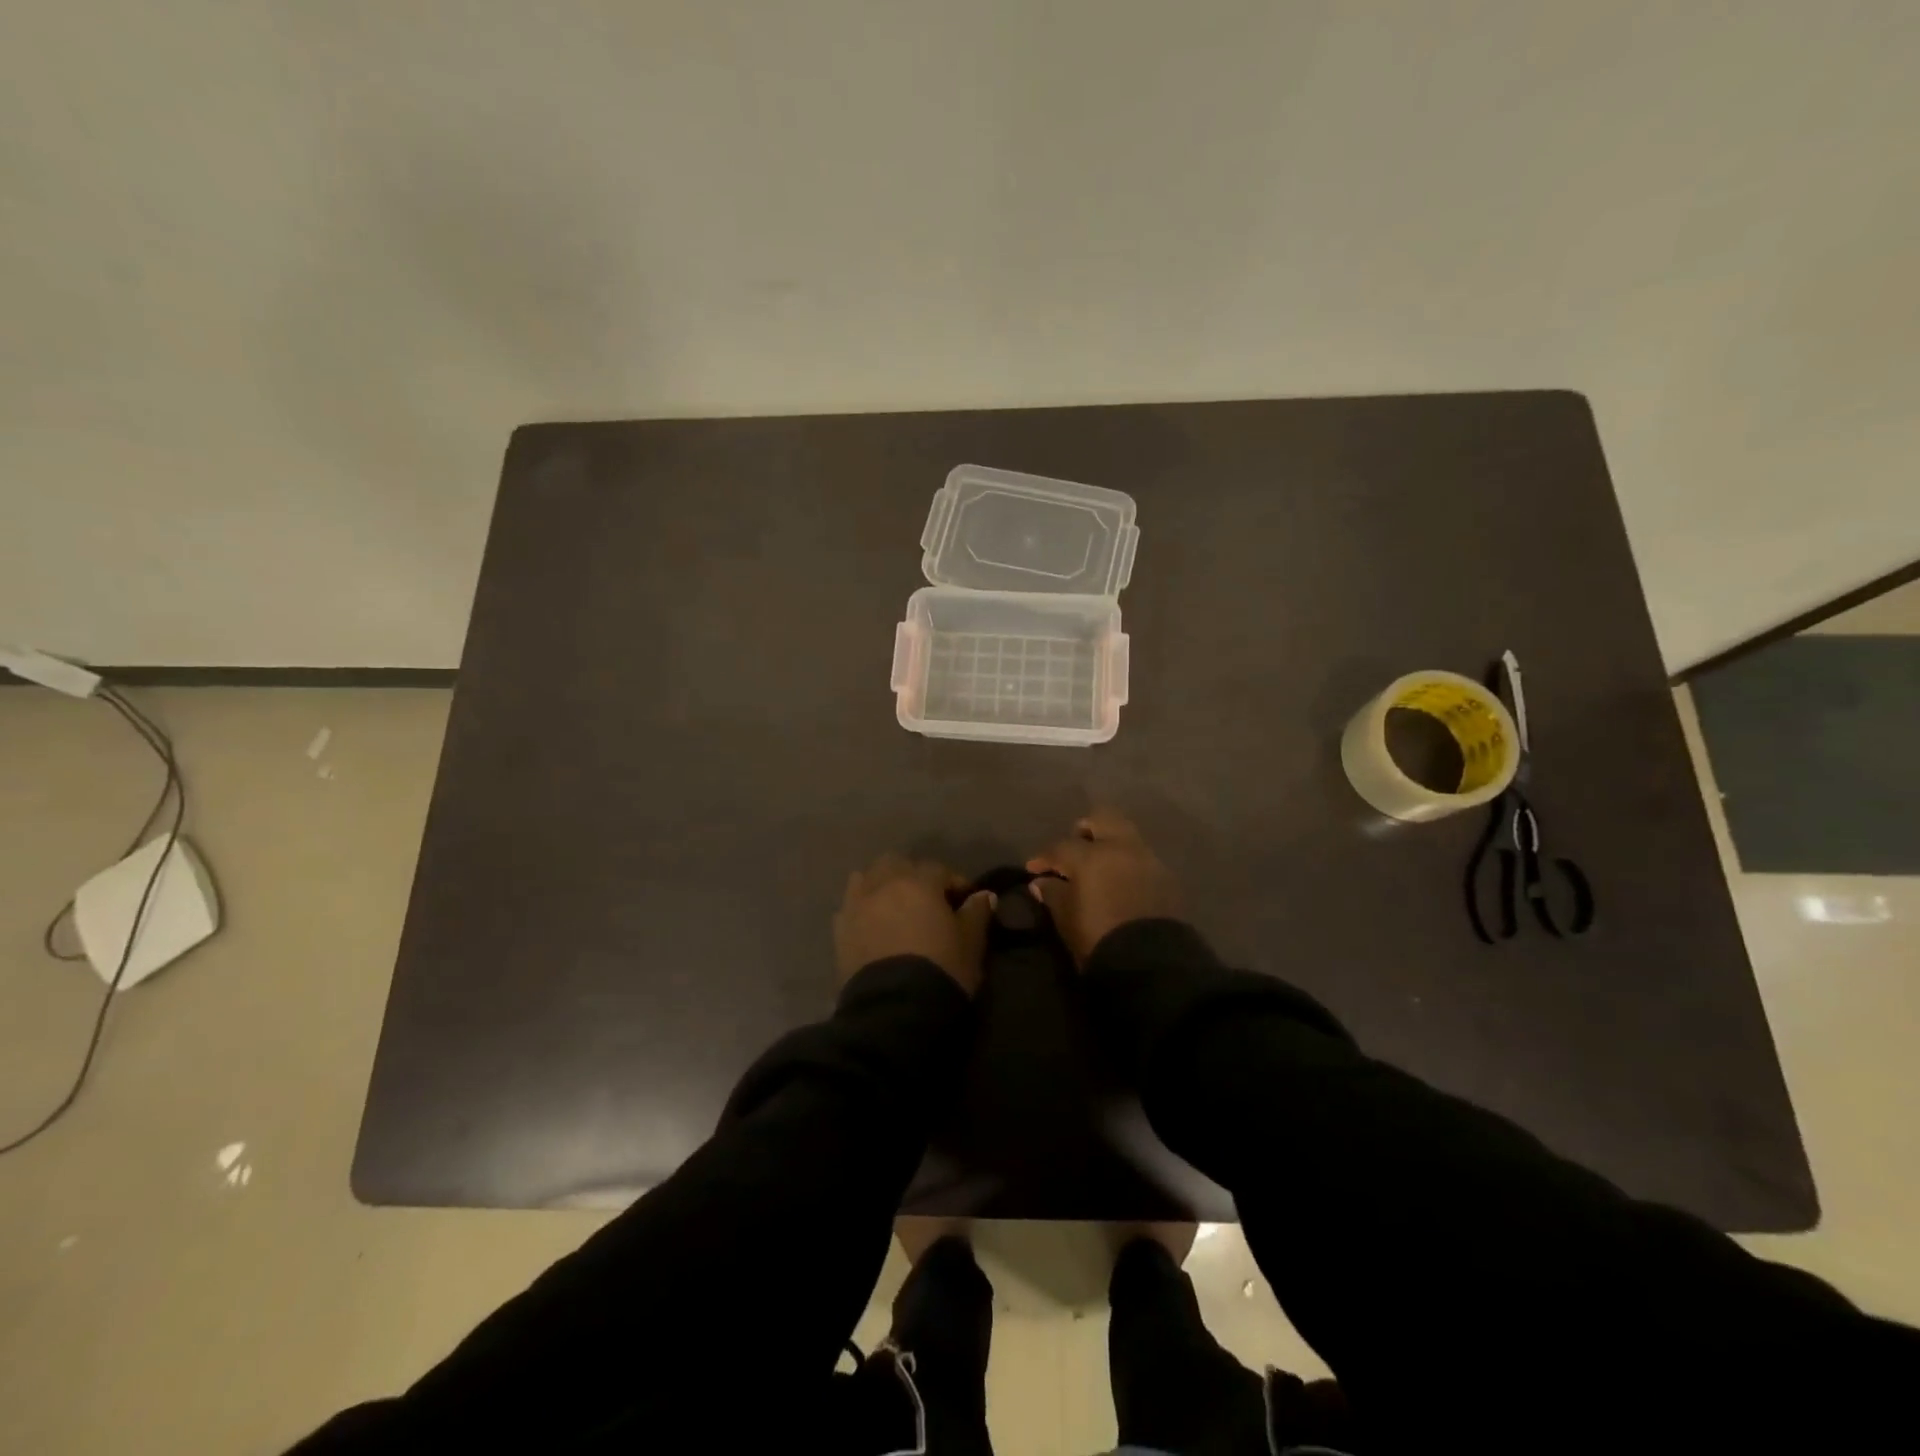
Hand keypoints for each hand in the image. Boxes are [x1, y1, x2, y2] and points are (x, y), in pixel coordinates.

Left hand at [834, 855, 993, 994]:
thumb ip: (977, 913)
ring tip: (894, 906)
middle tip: (926, 899)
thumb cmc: (941, 969)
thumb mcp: (970, 943)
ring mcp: (857, 905)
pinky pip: (850, 907)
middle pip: (896, 864)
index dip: (954, 882)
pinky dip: (862, 909)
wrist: (894, 1009)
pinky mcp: (839, 930)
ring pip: (866, 878)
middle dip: (912, 875)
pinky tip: (873, 925)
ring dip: (881, 885)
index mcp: (918, 882)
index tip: (965, 900)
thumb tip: (985, 895)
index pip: (939, 870)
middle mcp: (884, 884)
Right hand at [1026, 810, 1181, 965]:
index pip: (1061, 847)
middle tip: (1074, 849)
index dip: (1044, 857)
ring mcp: (1148, 860)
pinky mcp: (1167, 878)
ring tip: (1098, 867)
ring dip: (1110, 845)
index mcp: (1092, 856)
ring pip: (1126, 836)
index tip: (1033, 869)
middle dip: (1085, 830)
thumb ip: (1053, 894)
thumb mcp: (1067, 919)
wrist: (1151, 963)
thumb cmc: (1099, 938)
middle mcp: (1121, 848)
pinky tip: (1119, 882)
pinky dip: (1127, 863)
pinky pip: (1142, 858)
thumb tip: (1042, 882)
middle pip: (1102, 819)